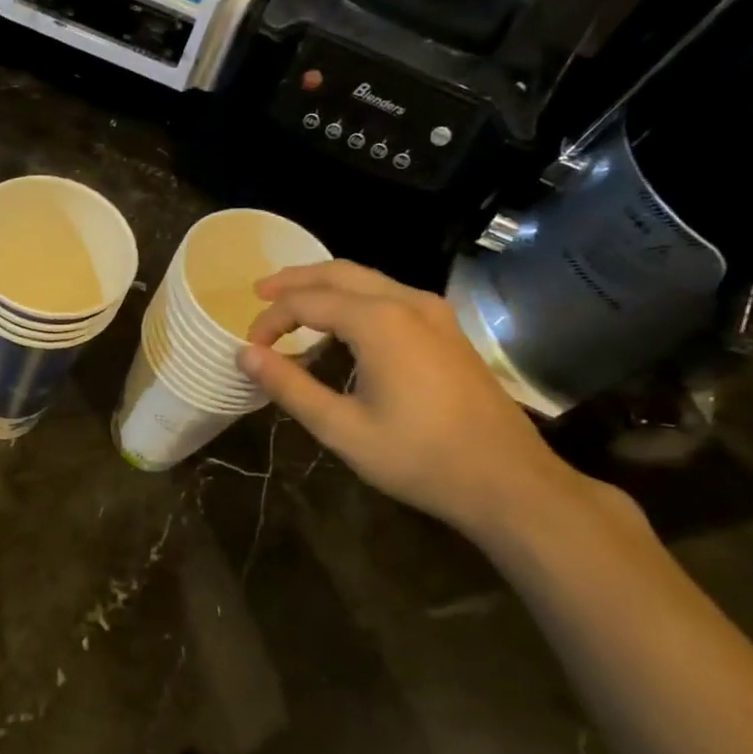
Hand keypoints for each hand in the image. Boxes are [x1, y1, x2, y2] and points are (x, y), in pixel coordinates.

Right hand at [238, 261, 591, 539]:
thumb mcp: (342, 429)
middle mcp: (407, 302)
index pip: (306, 302)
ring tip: (292, 302)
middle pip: (338, 273)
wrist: (508, 480)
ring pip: (367, 279)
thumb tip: (244, 354)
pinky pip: (389, 295)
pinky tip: (341, 324)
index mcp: (379, 322)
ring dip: (325, 285)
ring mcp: (434, 312)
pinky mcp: (447, 329)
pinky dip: (354, 298)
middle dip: (294, 280)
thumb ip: (289, 386)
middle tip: (259, 293)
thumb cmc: (419, 457)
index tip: (251, 347)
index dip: (271, 320)